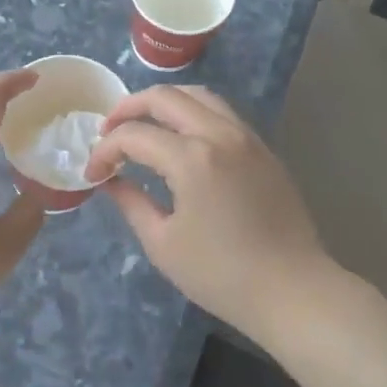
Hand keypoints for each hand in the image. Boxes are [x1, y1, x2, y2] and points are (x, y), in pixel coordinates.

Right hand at [87, 85, 333, 342]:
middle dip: (128, 109)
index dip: (106, 150)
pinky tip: (181, 137)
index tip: (93, 173)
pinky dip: (193, 112)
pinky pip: (221, 112)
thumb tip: (110, 180)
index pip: (134, 135)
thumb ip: (131, 202)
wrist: (293, 291)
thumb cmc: (222, 275)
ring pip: (198, 95)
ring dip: (164, 103)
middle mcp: (219, 134)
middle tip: (109, 131)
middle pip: (165, 97)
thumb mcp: (163, 244)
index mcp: (191, 158)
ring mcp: (245, 137)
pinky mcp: (262, 148)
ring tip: (144, 124)